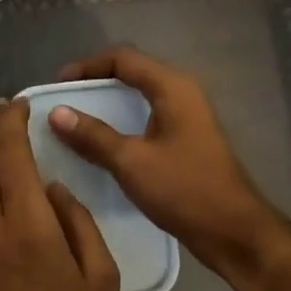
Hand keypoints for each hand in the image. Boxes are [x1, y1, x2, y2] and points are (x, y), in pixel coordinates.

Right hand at [49, 47, 288, 284]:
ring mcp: (185, 117)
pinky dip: (121, 122)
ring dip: (107, 104)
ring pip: (138, 97)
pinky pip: (146, 118)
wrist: (234, 232)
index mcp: (172, 87)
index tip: (58, 85)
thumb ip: (93, 135)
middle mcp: (181, 93)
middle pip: (131, 72)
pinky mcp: (185, 139)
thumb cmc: (185, 190)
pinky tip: (101, 144)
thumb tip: (56, 112)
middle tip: (63, 101)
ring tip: (75, 121)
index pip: (123, 58)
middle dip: (94, 83)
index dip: (87, 66)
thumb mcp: (132, 162)